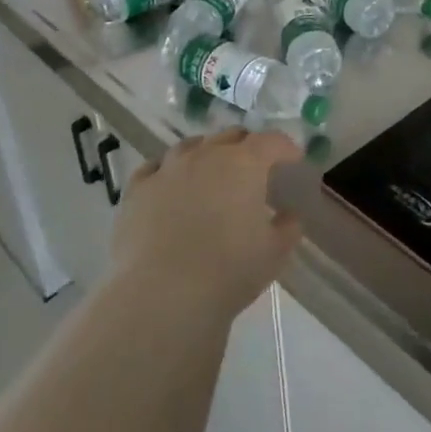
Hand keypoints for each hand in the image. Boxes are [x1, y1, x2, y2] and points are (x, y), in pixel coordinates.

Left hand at [110, 128, 302, 320]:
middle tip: (255, 167)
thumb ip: (287, 228)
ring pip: (191, 146)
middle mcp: (206, 155)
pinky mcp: (136, 191)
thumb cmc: (228, 271)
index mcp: (245, 163)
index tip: (294, 160)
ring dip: (207, 153)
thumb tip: (288, 215)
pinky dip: (167, 171)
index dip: (286, 148)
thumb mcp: (274, 253)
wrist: (160, 295)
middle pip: (231, 136)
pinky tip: (169, 184)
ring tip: (211, 172)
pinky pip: (154, 168)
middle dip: (247, 146)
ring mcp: (167, 169)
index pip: (272, 141)